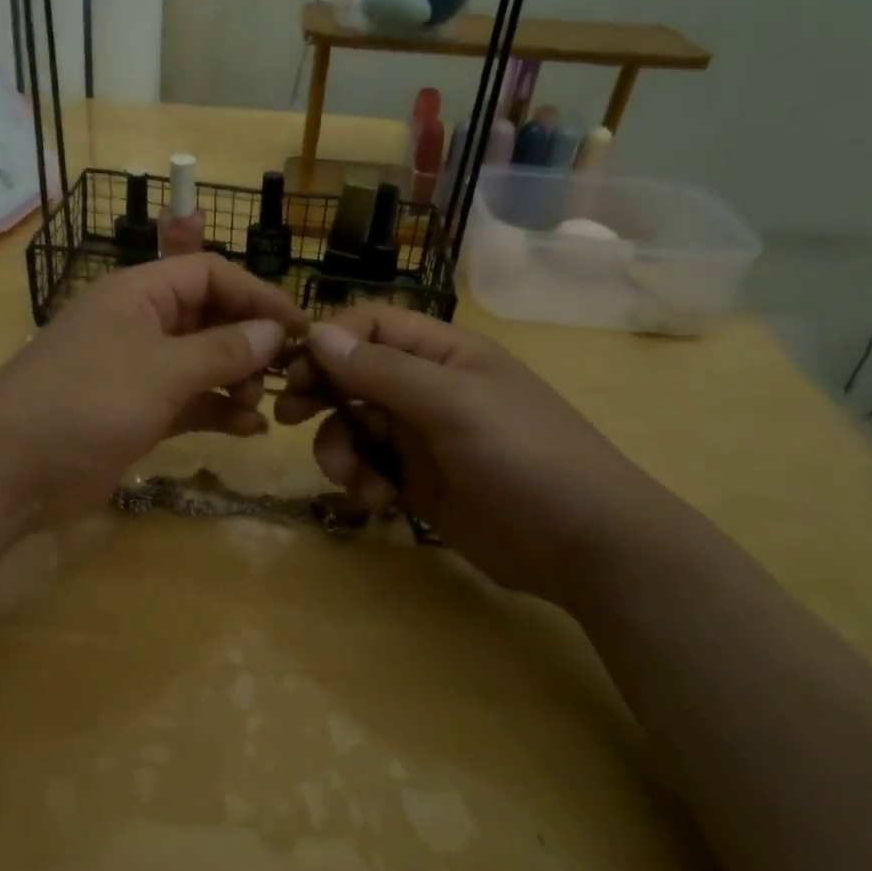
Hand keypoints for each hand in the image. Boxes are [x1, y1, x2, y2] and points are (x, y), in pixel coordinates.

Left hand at [0, 255, 304, 522]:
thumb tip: (275, 331)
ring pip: (203, 362)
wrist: (8, 470)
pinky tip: (250, 430)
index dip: (257, 295)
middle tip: (286, 376)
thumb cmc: (85, 401)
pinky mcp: (137, 412)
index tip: (299, 327)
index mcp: (140, 294)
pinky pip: (190, 402)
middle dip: (250, 342)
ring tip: (263, 406)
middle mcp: (142, 324)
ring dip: (238, 380)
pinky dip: (218, 411)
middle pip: (210, 318)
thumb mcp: (160, 370)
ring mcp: (138, 370)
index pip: (210, 274)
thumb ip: (222, 350)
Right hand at [273, 306, 668, 605]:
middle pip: (352, 375)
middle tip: (285, 416)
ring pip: (353, 425)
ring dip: (338, 448)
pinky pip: (369, 468)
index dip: (329, 340)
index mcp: (441, 353)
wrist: (586, 545)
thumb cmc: (526, 454)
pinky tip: (376, 500)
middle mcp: (425, 387)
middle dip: (320, 393)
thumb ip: (383, 370)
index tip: (294, 367)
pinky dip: (361, 481)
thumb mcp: (454, 404)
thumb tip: (316, 333)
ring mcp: (420, 436)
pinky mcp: (416, 482)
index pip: (371, 325)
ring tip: (349, 477)